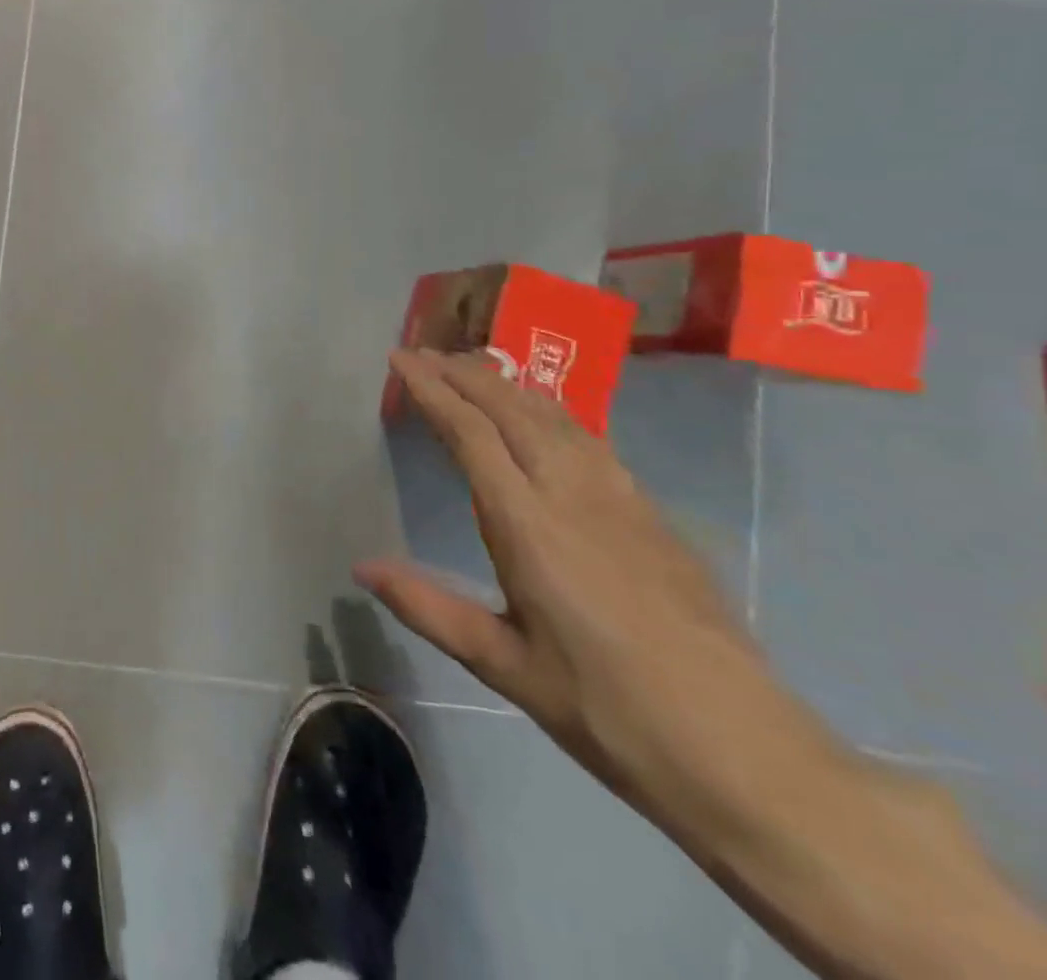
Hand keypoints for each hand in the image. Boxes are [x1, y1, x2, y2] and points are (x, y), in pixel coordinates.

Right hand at [356, 349, 817, 821]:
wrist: (747, 755)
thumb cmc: (608, 711)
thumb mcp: (505, 665)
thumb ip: (429, 607)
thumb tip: (362, 566)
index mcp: (529, 526)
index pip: (471, 434)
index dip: (432, 390)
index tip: (401, 360)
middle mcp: (574, 495)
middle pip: (513, 410)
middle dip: (464, 374)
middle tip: (426, 353)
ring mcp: (622, 500)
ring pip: (556, 417)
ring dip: (508, 385)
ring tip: (475, 368)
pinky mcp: (653, 516)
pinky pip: (589, 439)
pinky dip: (550, 410)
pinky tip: (545, 416)